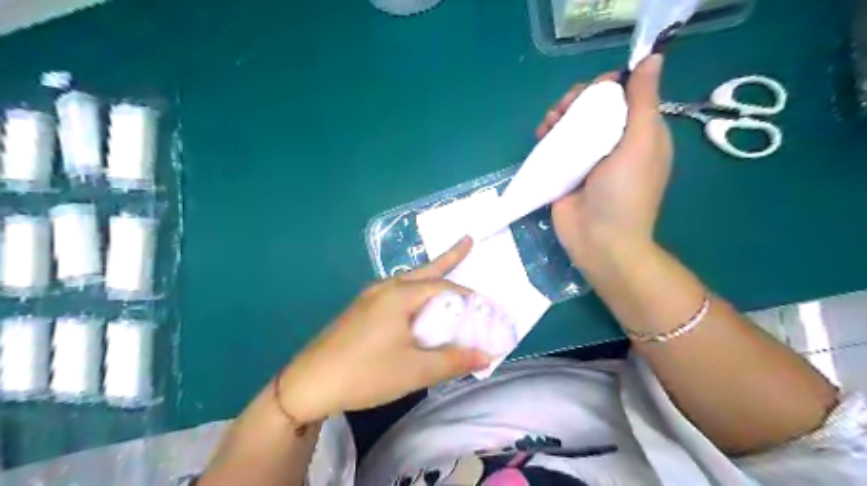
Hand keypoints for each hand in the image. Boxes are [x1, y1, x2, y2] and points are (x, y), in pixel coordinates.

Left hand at [276, 237, 485, 422]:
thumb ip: (453, 361)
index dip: (468, 295)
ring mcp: (369, 297)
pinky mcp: (360, 310)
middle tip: (468, 242)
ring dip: (429, 274)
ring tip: (445, 269)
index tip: (485, 307)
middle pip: (425, 270)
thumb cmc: (366, 373)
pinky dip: (414, 290)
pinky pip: (395, 291)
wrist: (308, 384)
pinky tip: (413, 303)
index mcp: (399, 295)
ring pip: (408, 279)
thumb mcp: (415, 370)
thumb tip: (486, 356)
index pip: (443, 286)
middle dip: (448, 257)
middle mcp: (384, 288)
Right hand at [541, 58, 673, 269]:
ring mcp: (587, 157)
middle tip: (565, 109)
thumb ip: (643, 102)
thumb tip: (652, 58)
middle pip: (594, 106)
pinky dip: (548, 134)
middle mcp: (614, 141)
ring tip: (549, 123)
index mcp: (640, 133)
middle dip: (577, 100)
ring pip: (572, 122)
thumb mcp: (641, 144)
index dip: (607, 85)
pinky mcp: (565, 170)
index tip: (592, 91)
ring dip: (559, 114)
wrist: (599, 241)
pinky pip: (556, 143)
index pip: (624, 94)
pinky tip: (541, 135)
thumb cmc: (625, 194)